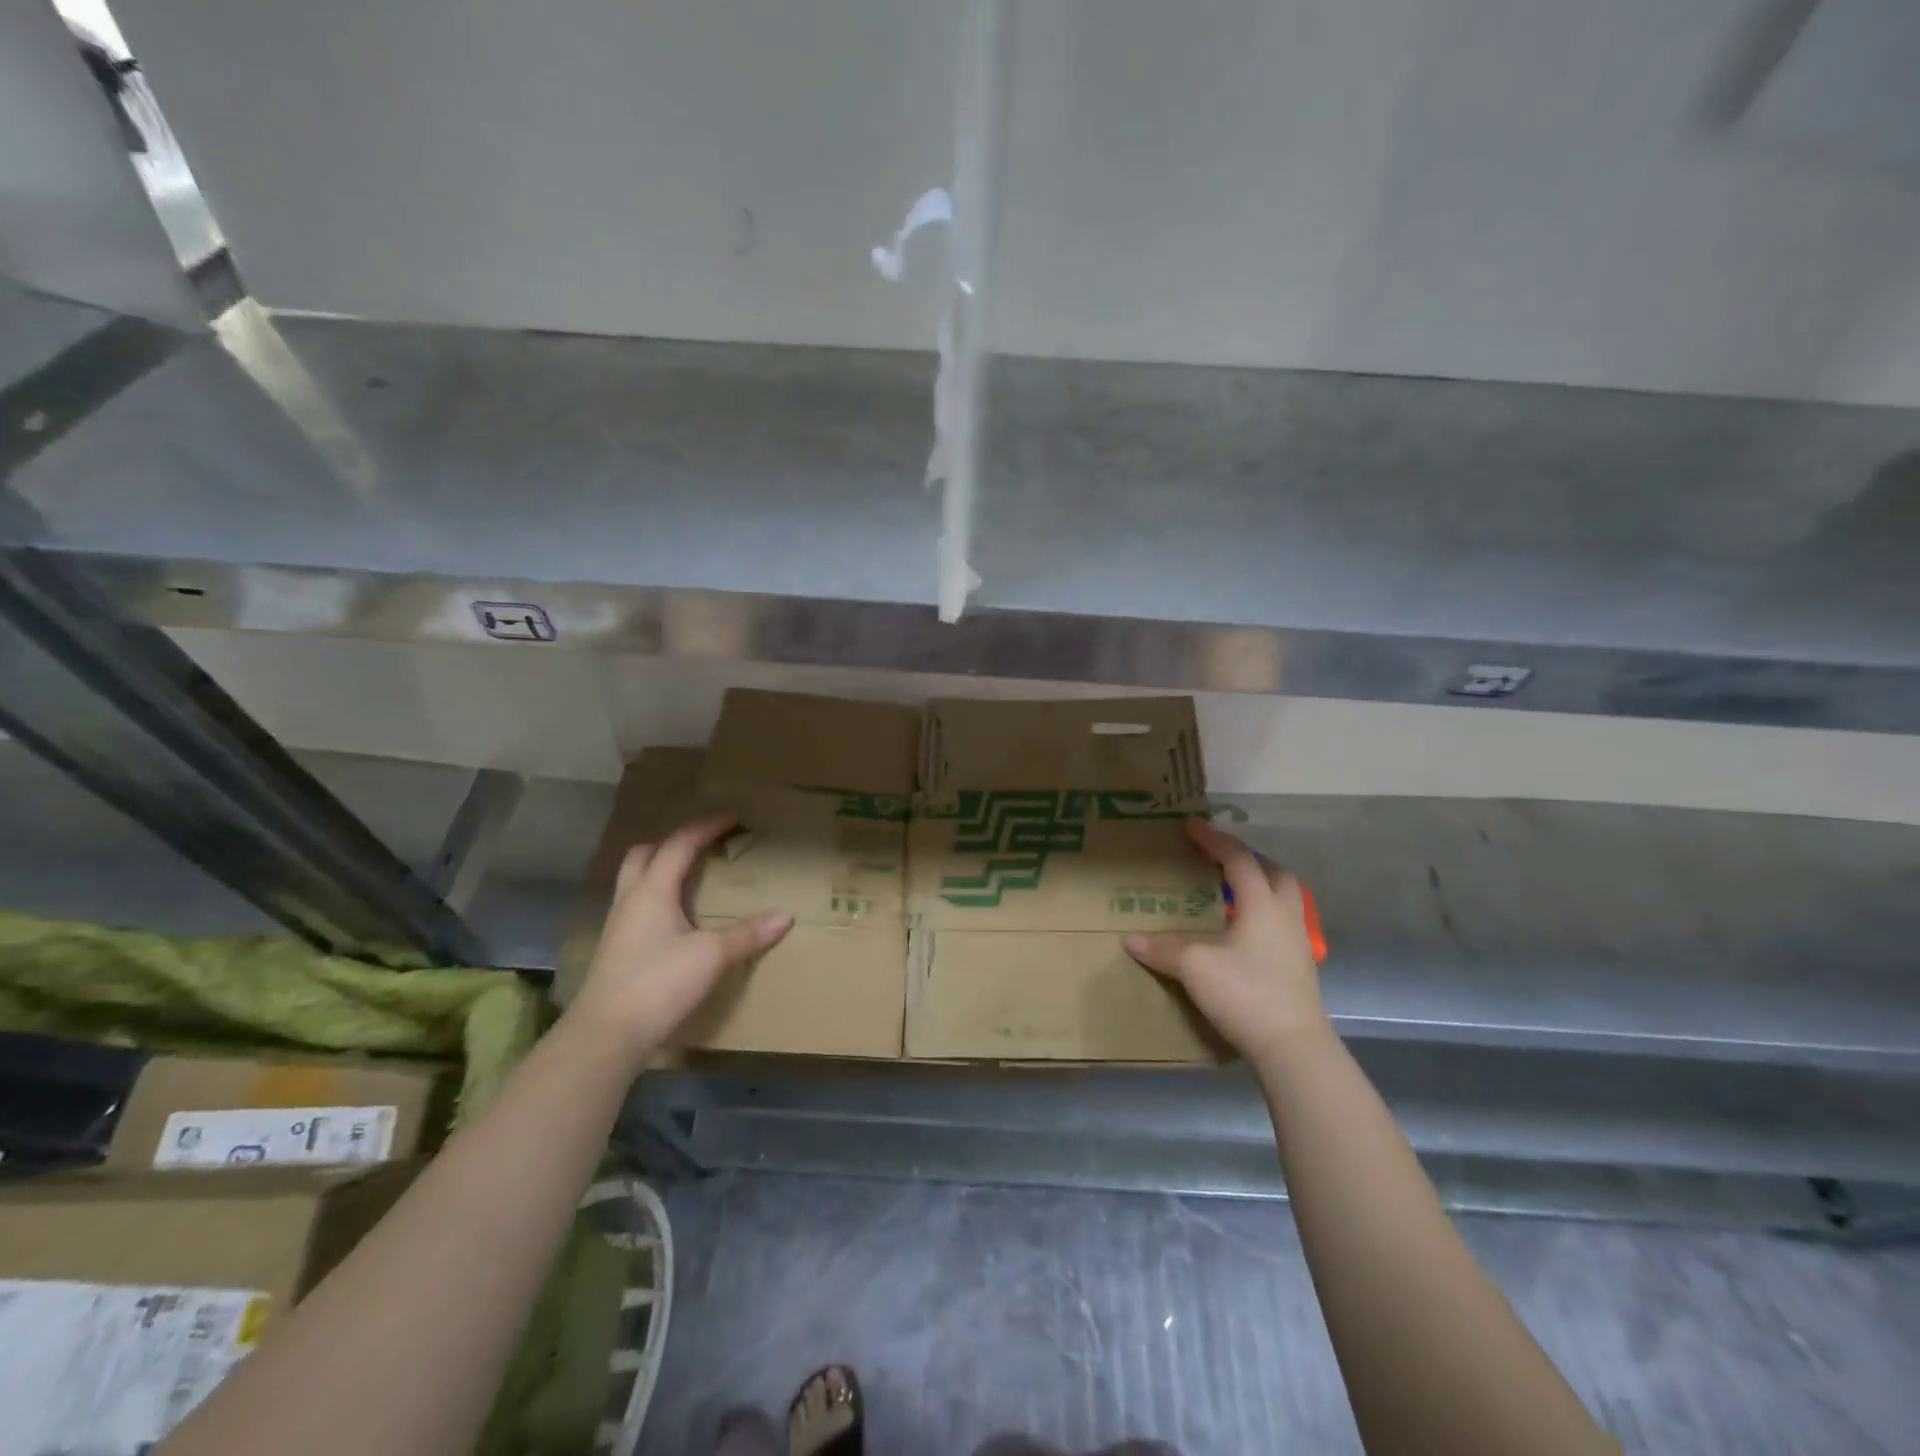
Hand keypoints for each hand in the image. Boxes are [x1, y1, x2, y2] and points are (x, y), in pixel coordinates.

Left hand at [567, 812, 792, 1059]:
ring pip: (636, 879)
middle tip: (703, 843)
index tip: (733, 816)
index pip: (680, 844)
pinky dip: (657, 895)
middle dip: (674, 842)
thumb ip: (748, 934)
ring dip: (661, 867)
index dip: (707, 826)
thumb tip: (785, 916)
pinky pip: (637, 904)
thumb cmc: (658, 983)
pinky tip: (676, 915)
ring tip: (690, 873)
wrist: (606, 1035)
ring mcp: (619, 924)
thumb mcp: (711, 956)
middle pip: (645, 854)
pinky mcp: (617, 948)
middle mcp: (631, 899)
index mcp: (652, 890)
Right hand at [1126, 819, 1330, 1063]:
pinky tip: (1239, 932)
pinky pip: (1280, 923)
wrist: (1293, 1048)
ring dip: (1258, 887)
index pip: (1238, 859)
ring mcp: (1297, 943)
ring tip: (1228, 893)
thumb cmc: (1246, 994)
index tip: (1190, 826)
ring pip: (1283, 899)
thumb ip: (1162, 948)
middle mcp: (1285, 916)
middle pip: (1273, 874)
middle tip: (1217, 860)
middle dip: (1247, 861)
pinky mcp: (1298, 967)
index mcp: (1262, 904)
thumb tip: (1130, 939)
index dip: (1213, 840)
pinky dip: (1260, 915)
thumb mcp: (1195, 967)